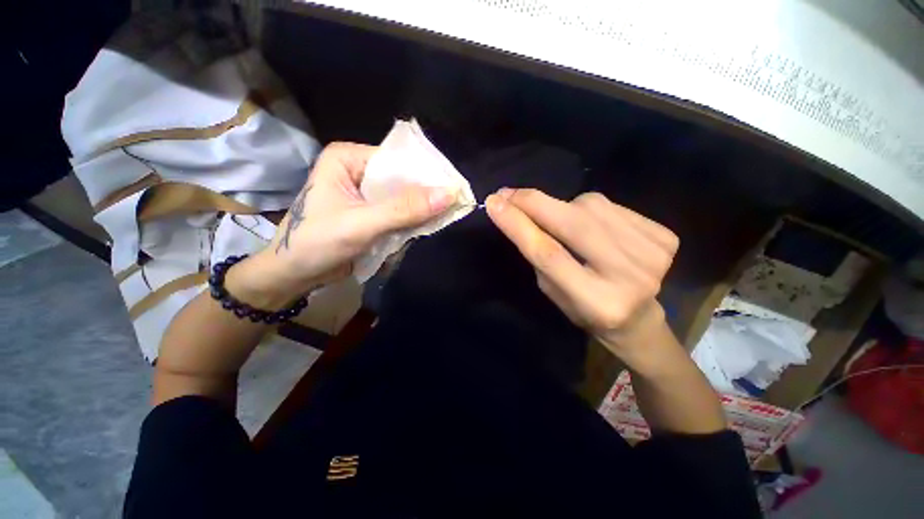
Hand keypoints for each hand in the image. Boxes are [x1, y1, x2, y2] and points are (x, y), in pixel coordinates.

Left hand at [229, 142, 455, 308]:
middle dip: (426, 195)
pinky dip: (412, 221)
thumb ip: (404, 209)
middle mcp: (359, 170)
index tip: (454, 189)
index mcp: (349, 159)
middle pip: (403, 179)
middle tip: (455, 205)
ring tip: (447, 216)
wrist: (294, 274)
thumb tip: (448, 194)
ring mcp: (365, 193)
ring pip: (403, 197)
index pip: (398, 161)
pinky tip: (427, 226)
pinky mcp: (370, 212)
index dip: (426, 175)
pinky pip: (399, 212)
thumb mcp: (361, 224)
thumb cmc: (316, 243)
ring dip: (421, 210)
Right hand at [485, 188, 679, 364]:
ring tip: (557, 219)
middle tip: (508, 193)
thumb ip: (540, 256)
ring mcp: (653, 254)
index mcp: (597, 302)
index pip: (549, 254)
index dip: (519, 225)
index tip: (494, 203)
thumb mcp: (553, 291)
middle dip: (534, 203)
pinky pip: (612, 207)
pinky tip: (592, 226)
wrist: (639, 317)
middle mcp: (629, 277)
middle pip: (574, 224)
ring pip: (592, 207)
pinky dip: (591, 209)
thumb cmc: (585, 309)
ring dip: (564, 207)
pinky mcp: (665, 237)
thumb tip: (519, 213)